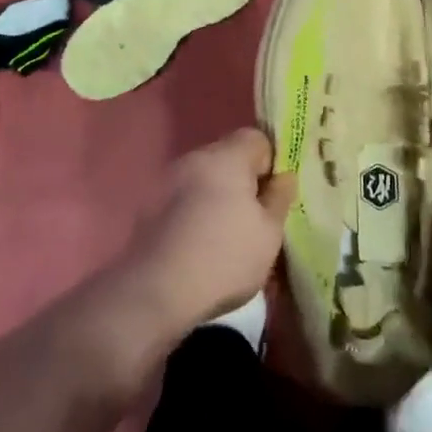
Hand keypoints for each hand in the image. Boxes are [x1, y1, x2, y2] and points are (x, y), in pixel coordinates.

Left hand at [132, 127, 294, 329]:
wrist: (156, 292)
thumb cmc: (224, 259)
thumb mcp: (269, 233)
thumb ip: (279, 197)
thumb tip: (283, 176)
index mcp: (225, 157)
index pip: (256, 138)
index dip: (271, 163)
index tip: (273, 197)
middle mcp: (194, 158)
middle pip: (228, 156)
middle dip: (243, 181)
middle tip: (253, 219)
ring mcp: (166, 179)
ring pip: (204, 177)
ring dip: (216, 196)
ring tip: (224, 236)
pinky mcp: (148, 204)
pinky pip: (182, 197)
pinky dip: (193, 211)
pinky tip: (197, 244)